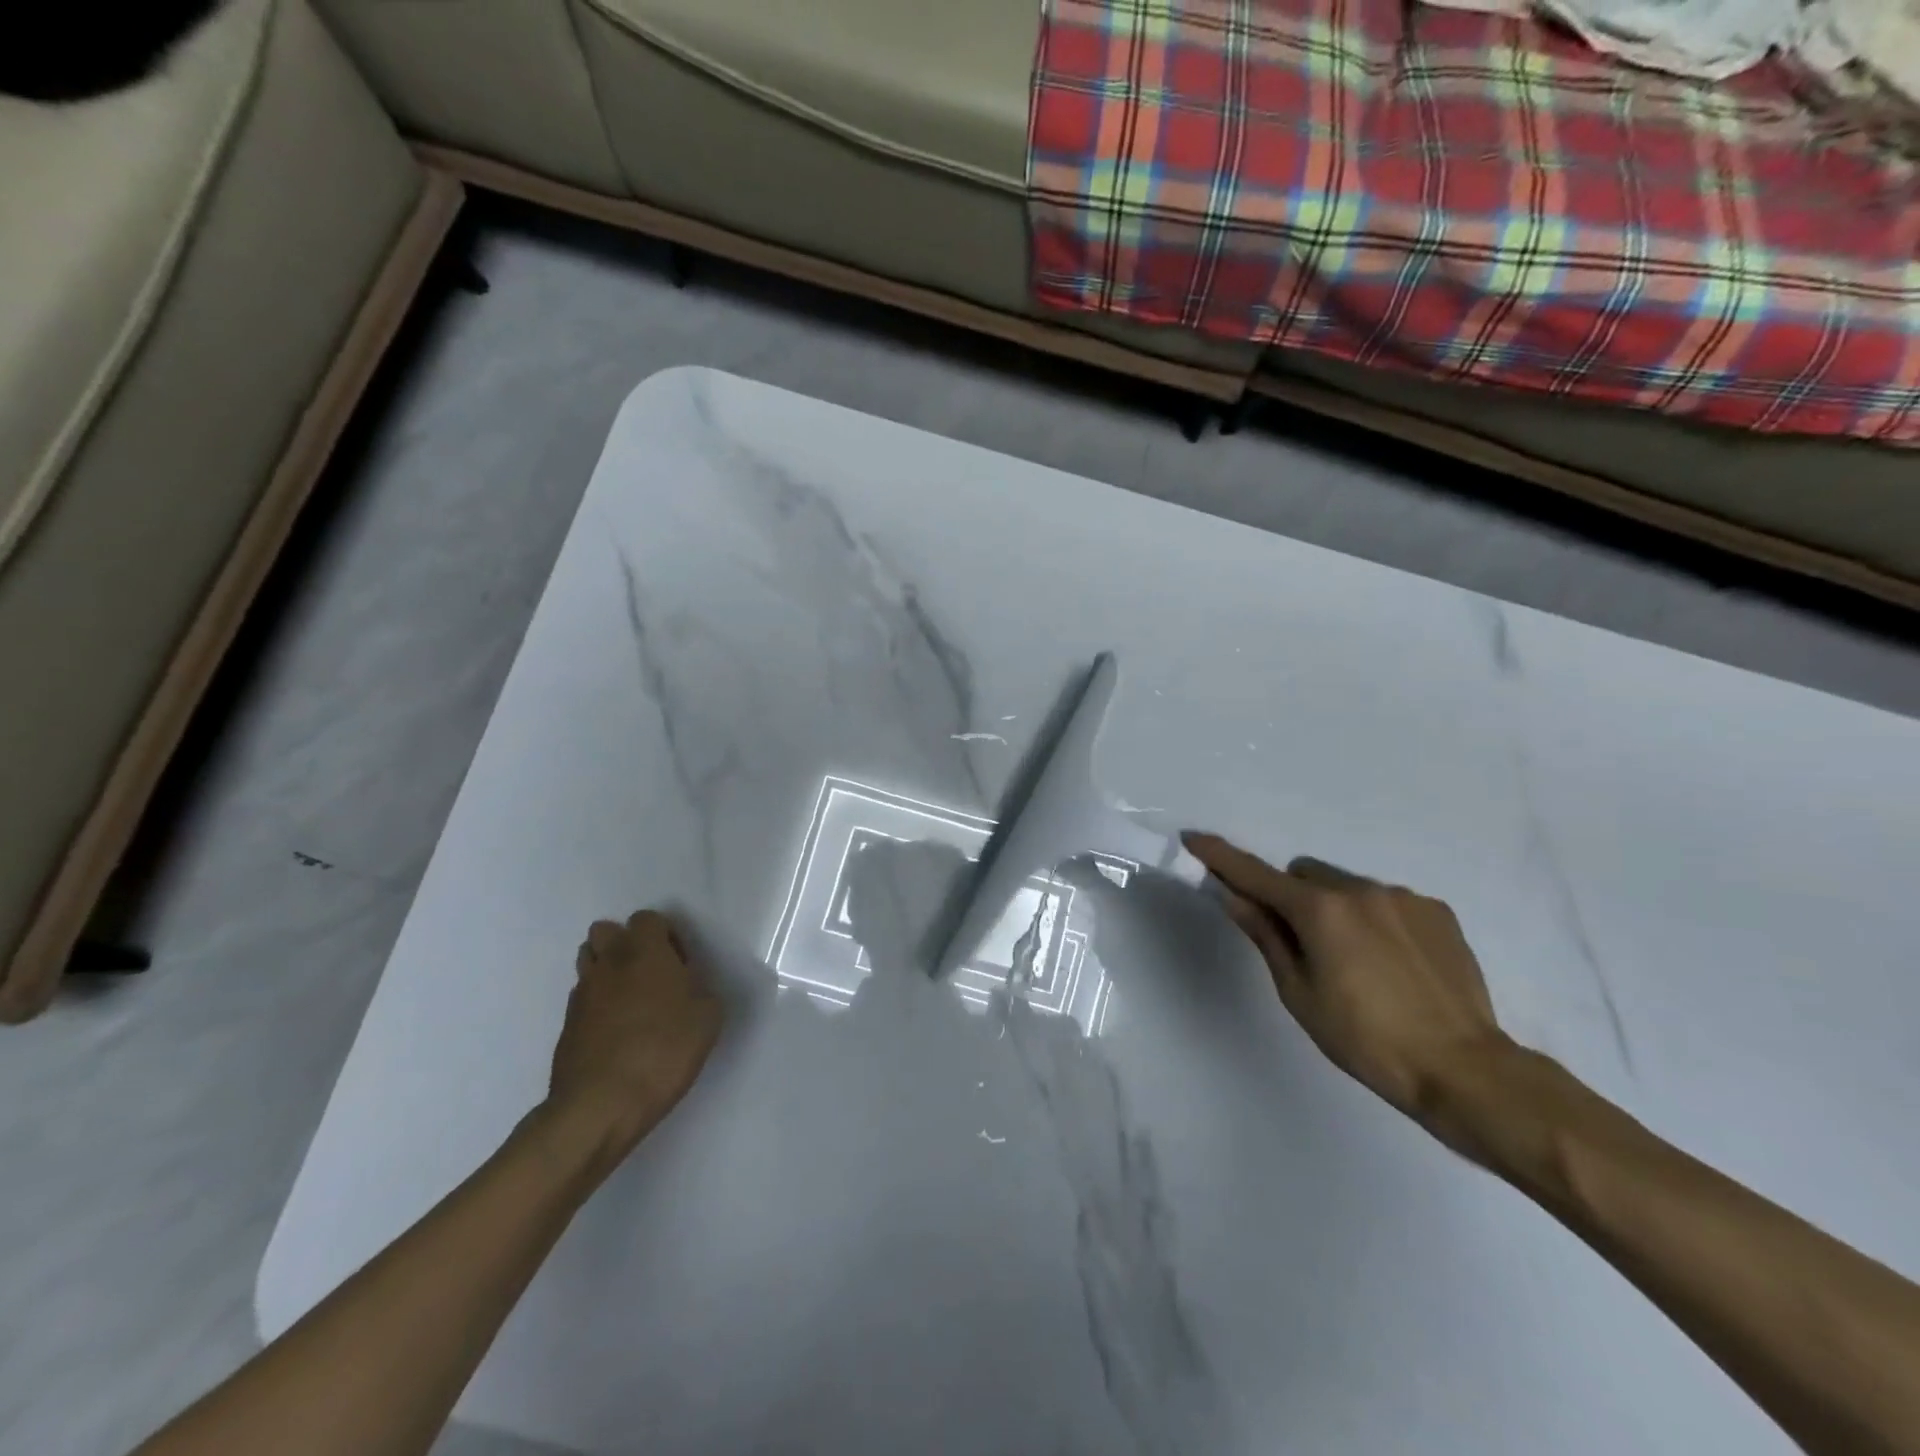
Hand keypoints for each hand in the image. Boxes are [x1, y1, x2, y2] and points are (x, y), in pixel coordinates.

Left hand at [546, 910, 722, 1174]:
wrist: (601, 1105)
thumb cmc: (664, 1050)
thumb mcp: (708, 1017)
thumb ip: (700, 990)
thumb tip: (688, 988)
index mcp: (644, 951)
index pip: (647, 919)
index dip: (666, 936)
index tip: (680, 966)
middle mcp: (608, 963)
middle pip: (605, 931)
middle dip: (625, 944)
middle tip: (650, 975)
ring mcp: (581, 994)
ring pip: (588, 962)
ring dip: (607, 971)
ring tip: (631, 1001)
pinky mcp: (566, 1026)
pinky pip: (582, 998)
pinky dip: (597, 1005)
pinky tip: (616, 1032)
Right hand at [1183, 833, 1516, 1147]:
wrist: (1464, 1069)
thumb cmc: (1365, 1040)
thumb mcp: (1299, 992)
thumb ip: (1266, 935)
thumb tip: (1233, 896)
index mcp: (1319, 910)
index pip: (1255, 874)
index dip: (1220, 857)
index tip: (1193, 838)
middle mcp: (1359, 889)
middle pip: (1304, 874)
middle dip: (1291, 896)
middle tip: (1301, 943)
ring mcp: (1403, 897)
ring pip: (1346, 885)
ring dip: (1335, 908)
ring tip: (1358, 963)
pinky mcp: (1436, 911)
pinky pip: (1387, 900)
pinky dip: (1375, 919)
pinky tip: (1393, 964)